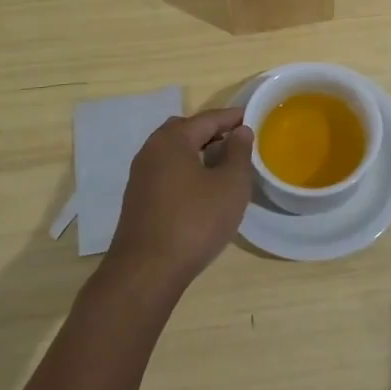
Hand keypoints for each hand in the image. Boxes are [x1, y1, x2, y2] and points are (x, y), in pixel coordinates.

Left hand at [105, 107, 254, 294]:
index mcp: (173, 139)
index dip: (233, 117)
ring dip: (197, 153)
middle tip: (236, 142)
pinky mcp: (137, 199)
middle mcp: (151, 150)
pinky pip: (166, 172)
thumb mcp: (231, 185)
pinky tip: (201, 191)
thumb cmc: (195, 221)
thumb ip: (238, 153)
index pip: (208, 118)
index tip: (253, 118)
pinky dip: (185, 171)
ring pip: (174, 153)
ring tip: (222, 167)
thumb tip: (240, 131)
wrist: (146, 272)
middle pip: (186, 130)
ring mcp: (140, 176)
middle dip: (212, 132)